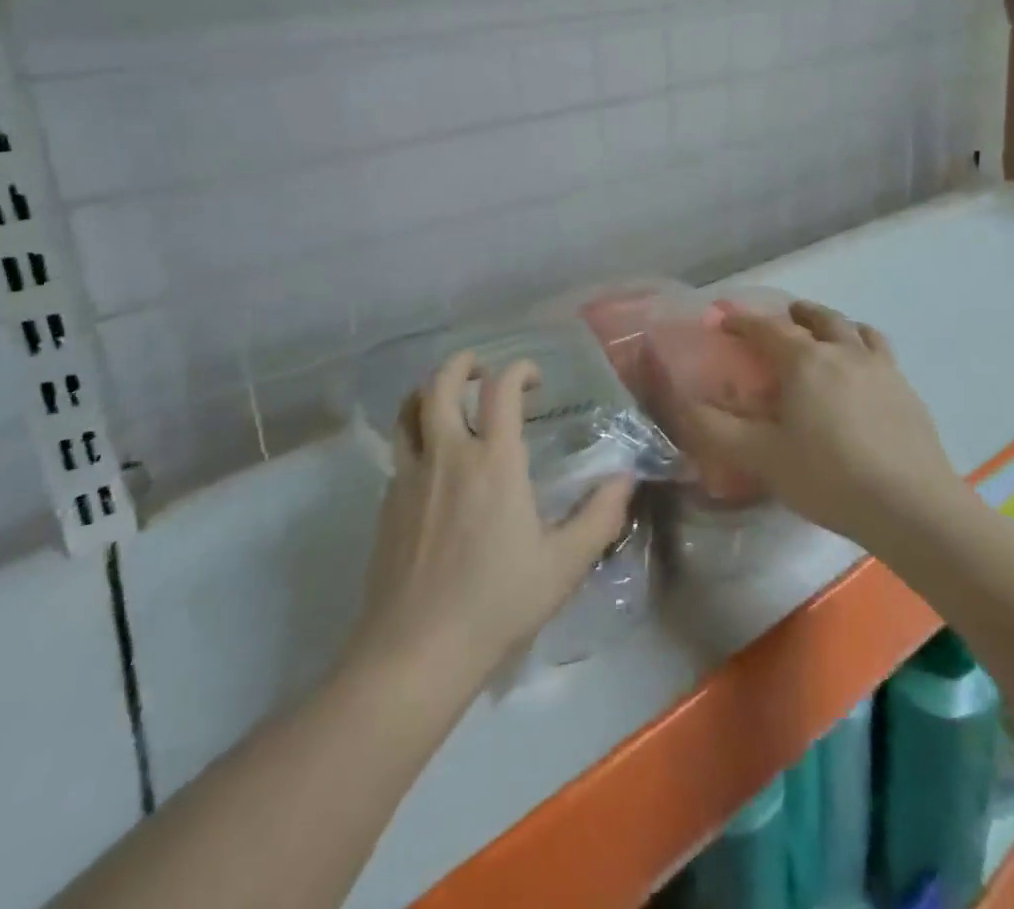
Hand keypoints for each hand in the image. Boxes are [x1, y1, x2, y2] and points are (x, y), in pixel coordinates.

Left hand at [349, 351, 636, 684]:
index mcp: (494, 460)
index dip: (519, 369)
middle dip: (462, 363)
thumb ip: (600, 515)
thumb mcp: (564, 564)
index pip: (502, 389)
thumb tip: (625, 477)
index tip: (533, 378)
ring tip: (449, 400)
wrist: (417, 650)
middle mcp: (448, 453)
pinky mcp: (387, 501)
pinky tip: (432, 461)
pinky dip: (416, 433)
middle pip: (441, 382)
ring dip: (429, 392)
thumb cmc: (497, 602)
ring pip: (409, 409)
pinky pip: (400, 448)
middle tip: (482, 369)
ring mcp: (410, 475)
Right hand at [670, 301, 960, 549]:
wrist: (913, 507)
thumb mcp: (762, 458)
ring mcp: (880, 368)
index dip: (741, 321)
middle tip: (781, 319)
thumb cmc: (829, 478)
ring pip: (854, 328)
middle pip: (817, 317)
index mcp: (804, 361)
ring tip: (824, 336)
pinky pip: (880, 351)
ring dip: (832, 324)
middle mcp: (843, 352)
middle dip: (794, 313)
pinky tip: (862, 370)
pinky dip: (863, 345)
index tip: (723, 320)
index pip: (766, 328)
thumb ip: (716, 430)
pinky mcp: (906, 389)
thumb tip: (683, 405)